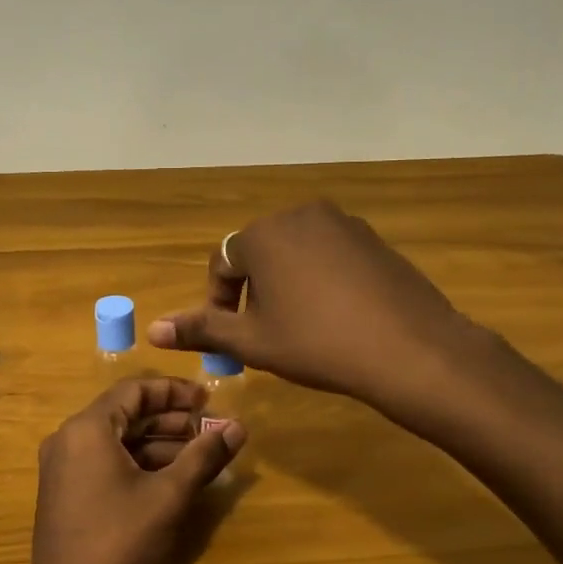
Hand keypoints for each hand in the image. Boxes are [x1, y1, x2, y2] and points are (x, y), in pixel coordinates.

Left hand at [20, 378, 246, 563]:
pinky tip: (175, 479)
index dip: (175, 392)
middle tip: (212, 430)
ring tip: (203, 454)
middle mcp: (70, 440)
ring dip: (161, 444)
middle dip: (172, 420)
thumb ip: (204, 456)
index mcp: (88, 429)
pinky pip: (108, 464)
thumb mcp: (169, 496)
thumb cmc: (120, 544)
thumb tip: (239, 426)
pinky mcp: (68, 496)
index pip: (135, 390)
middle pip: (127, 415)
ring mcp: (65, 469)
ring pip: (119, 442)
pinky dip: (141, 465)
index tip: (209, 400)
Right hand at [147, 201, 492, 416]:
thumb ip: (201, 329)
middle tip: (264, 335)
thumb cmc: (317, 343)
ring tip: (299, 327)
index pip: (222, 264)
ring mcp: (342, 223)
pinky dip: (320, 279)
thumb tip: (153, 330)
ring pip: (295, 253)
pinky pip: (330, 254)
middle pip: (259, 253)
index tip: (231, 338)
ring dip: (286, 285)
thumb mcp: (252, 341)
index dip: (219, 303)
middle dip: (253, 292)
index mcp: (263, 234)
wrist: (409, 348)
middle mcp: (300, 215)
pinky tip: (336, 316)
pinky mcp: (373, 239)